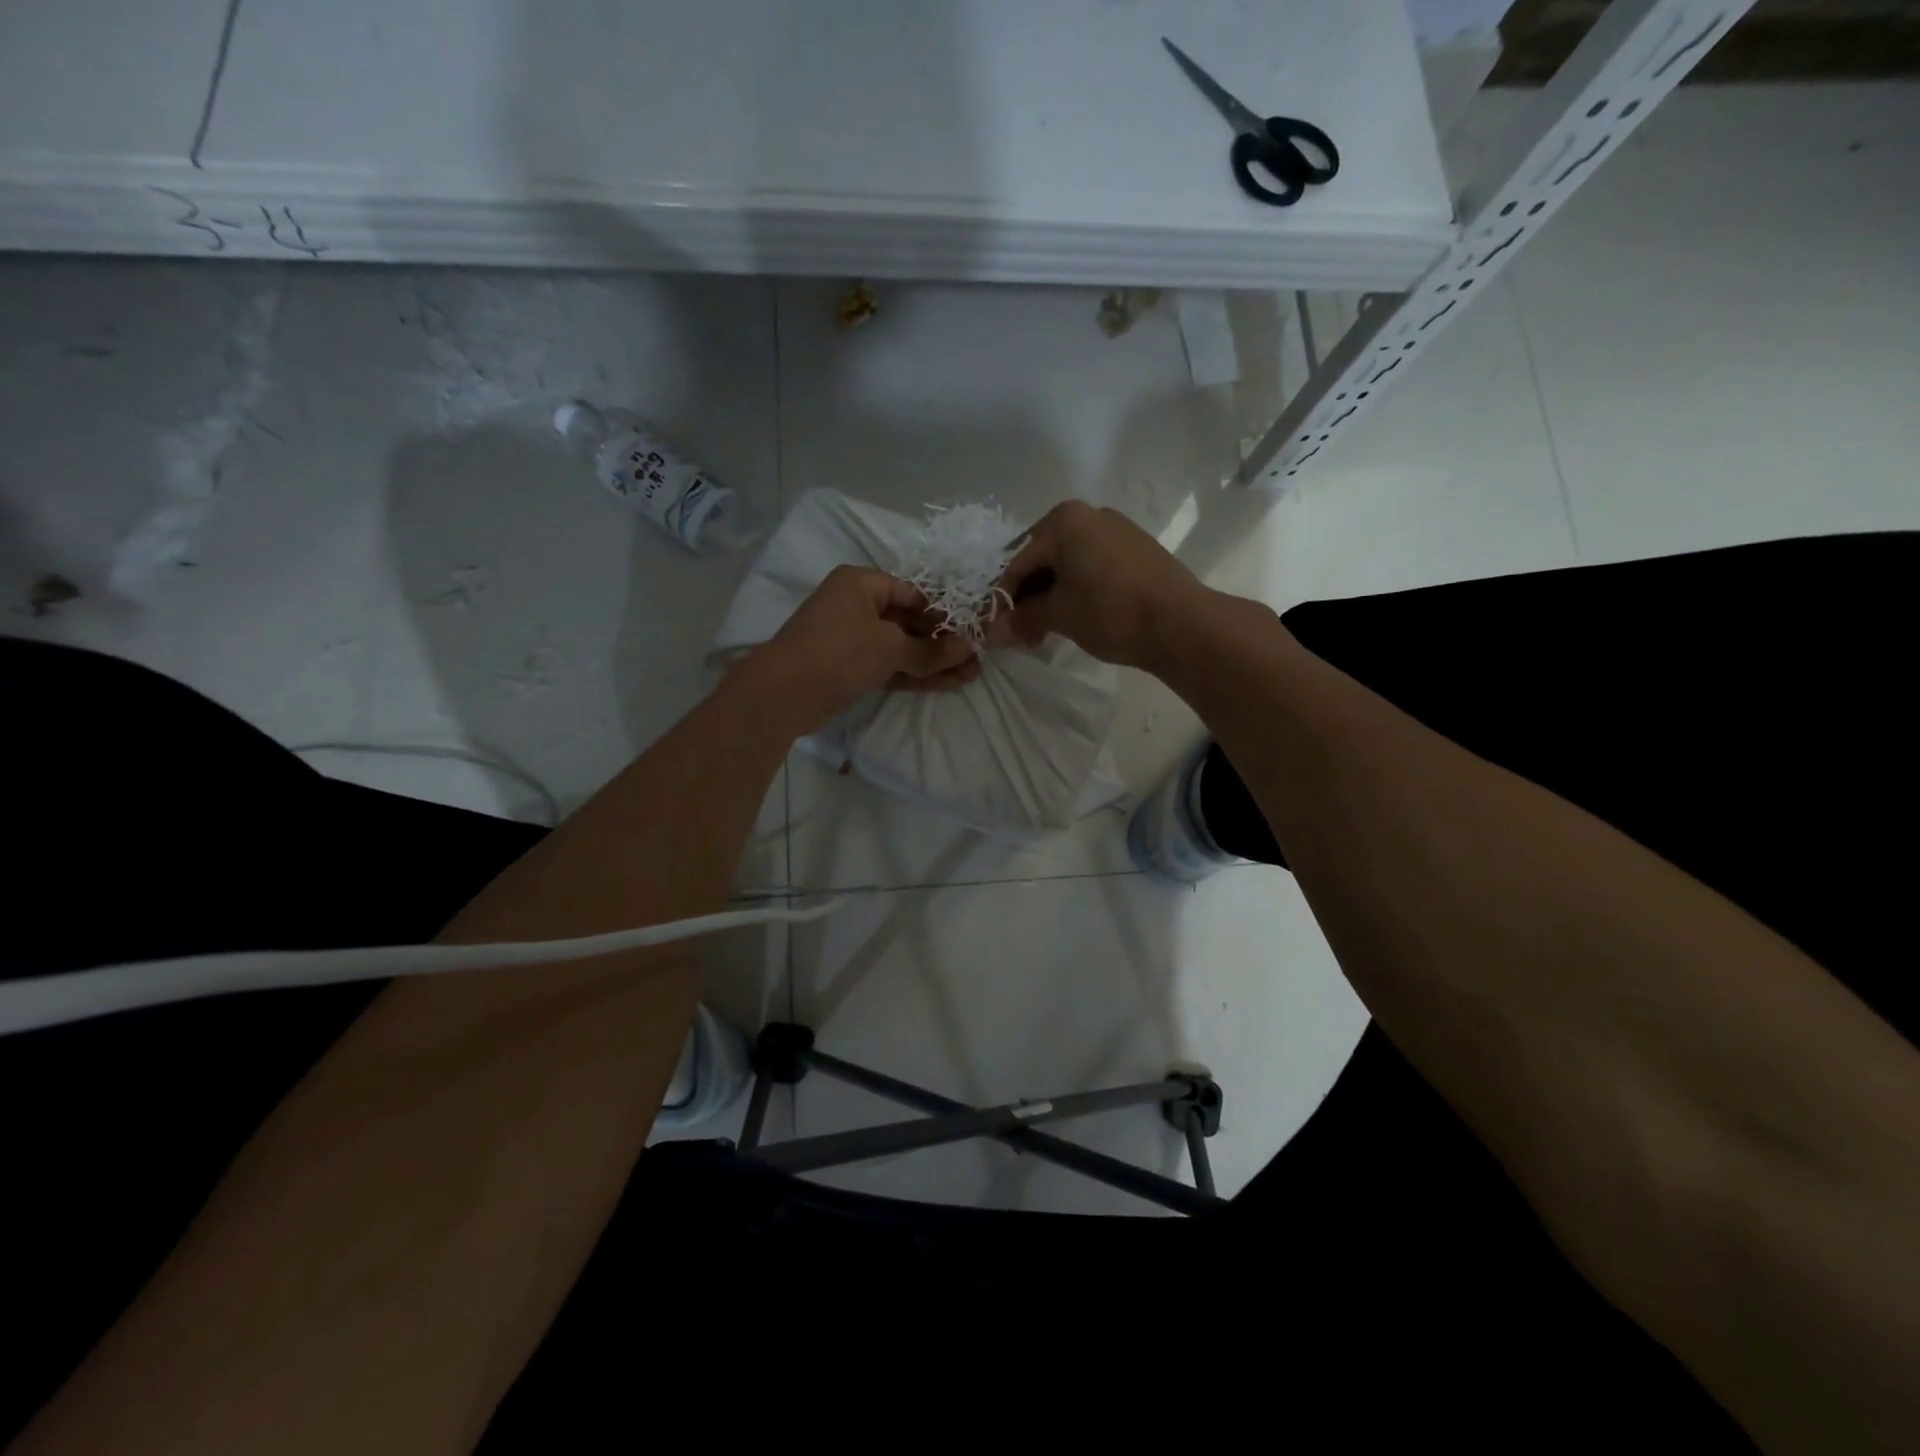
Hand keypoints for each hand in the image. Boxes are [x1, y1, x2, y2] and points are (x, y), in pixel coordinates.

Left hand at [750, 565, 979, 730]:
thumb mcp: (890, 647)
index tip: (970, 630)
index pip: (911, 592)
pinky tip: (947, 684)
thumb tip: (968, 649)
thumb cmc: (839, 652)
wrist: (784, 695)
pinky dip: (915, 675)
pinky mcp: (851, 669)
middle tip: (976, 658)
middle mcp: (856, 606)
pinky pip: (890, 667)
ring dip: (933, 662)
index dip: (942, 612)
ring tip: (971, 675)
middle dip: (942, 642)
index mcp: (861, 584)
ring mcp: (852, 640)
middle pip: (908, 621)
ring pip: (901, 648)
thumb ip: (931, 651)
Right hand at [989, 500, 1207, 670]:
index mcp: (1063, 520)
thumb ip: (1022, 617)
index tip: (994, 628)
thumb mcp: (1057, 614)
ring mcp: (1118, 530)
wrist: (1180, 623)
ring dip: (1052, 596)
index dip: (1002, 598)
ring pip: (1069, 564)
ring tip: (1046, 630)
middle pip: (1043, 558)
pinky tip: (1077, 617)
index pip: (1017, 561)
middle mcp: (1089, 514)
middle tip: (1020, 632)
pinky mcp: (1138, 550)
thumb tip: (994, 631)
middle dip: (1028, 597)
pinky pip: (1093, 567)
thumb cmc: (1109, 611)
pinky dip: (1078, 590)